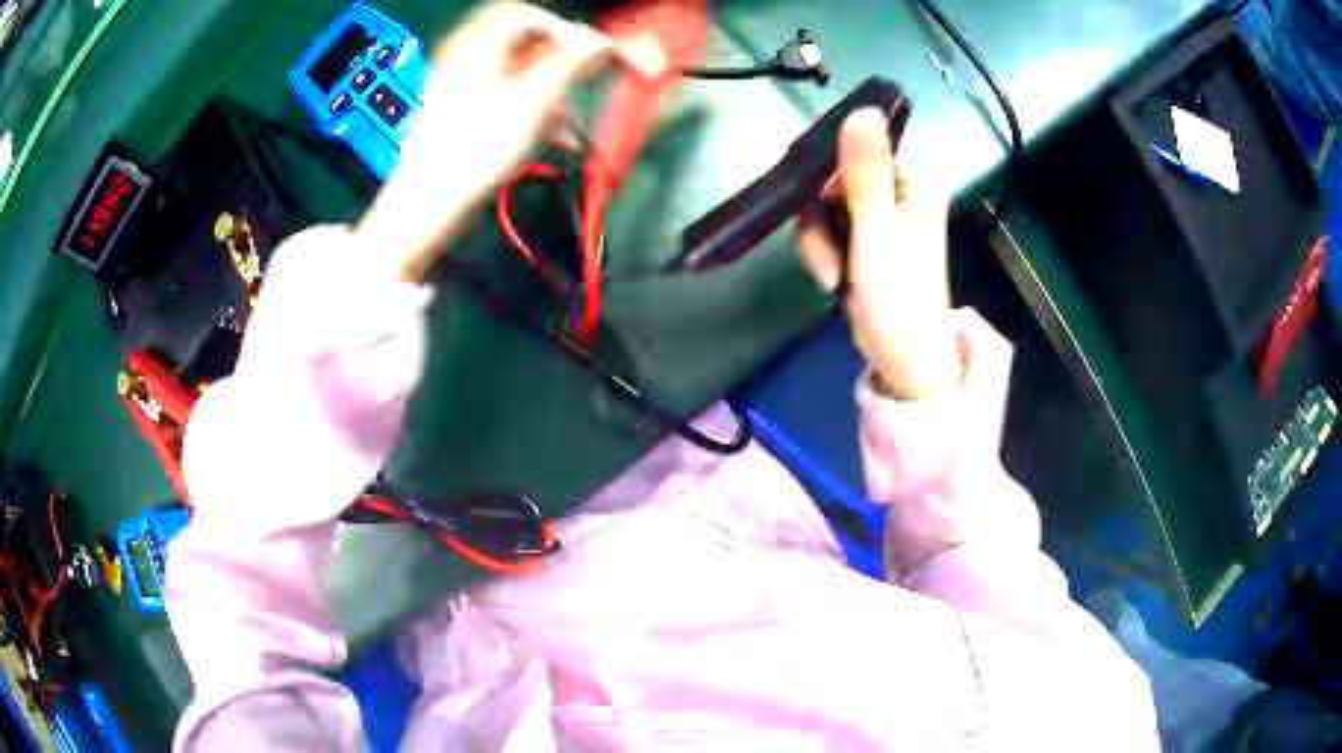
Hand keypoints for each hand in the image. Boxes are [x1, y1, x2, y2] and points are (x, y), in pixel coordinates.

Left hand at [356, 2, 614, 282]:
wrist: (428, 203)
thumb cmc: (477, 149)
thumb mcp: (535, 101)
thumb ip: (571, 63)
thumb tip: (599, 42)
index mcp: (476, 43)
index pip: (528, 15)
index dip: (565, 30)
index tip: (591, 55)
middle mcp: (464, 56)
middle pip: (522, 43)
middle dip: (556, 64)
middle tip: (578, 84)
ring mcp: (457, 84)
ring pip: (515, 73)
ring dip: (546, 92)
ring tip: (563, 126)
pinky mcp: (458, 111)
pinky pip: (501, 96)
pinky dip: (526, 108)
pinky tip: (544, 135)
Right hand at [798, 109, 962, 400]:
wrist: (903, 360)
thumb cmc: (899, 296)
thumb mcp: (878, 229)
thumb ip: (866, 171)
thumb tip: (862, 109)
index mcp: (911, 183)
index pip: (858, 148)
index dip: (826, 168)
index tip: (806, 192)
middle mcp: (896, 195)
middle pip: (833, 178)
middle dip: (819, 215)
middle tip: (827, 246)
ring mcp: (877, 221)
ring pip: (823, 207)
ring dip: (818, 241)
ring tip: (833, 274)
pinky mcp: (862, 245)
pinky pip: (825, 232)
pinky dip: (822, 255)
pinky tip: (832, 280)